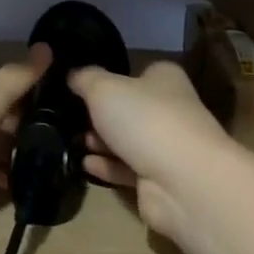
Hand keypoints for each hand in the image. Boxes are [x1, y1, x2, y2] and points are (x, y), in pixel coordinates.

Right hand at [69, 61, 235, 238]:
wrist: (182, 180)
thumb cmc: (145, 120)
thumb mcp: (104, 89)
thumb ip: (85, 79)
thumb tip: (73, 74)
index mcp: (165, 79)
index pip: (137, 73)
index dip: (111, 78)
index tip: (81, 86)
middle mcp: (171, 110)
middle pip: (131, 109)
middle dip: (101, 115)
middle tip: (72, 118)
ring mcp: (167, 147)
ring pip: (128, 141)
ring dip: (102, 142)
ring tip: (74, 141)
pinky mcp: (160, 180)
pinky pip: (128, 169)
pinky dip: (107, 167)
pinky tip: (84, 164)